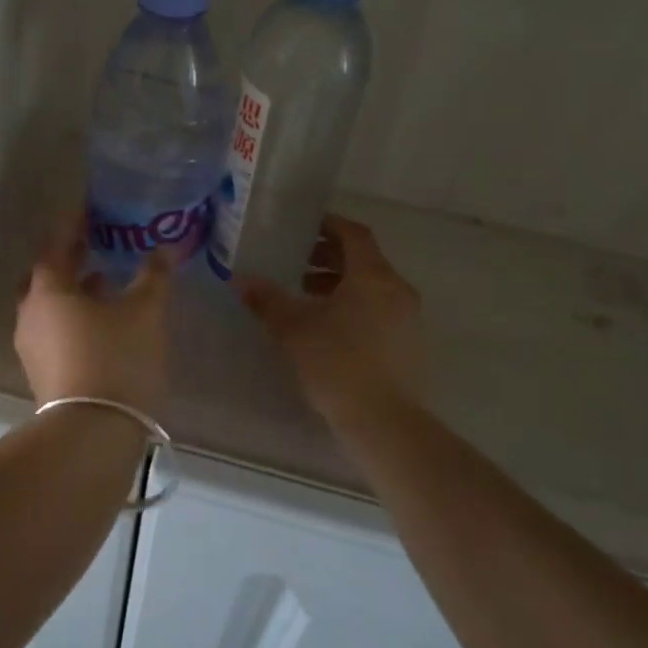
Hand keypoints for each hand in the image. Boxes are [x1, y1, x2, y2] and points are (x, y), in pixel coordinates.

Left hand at [14, 212, 171, 413]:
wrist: (92, 432)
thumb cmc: (117, 358)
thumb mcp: (144, 312)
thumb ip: (154, 276)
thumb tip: (165, 249)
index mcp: (48, 289)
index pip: (56, 244)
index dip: (74, 224)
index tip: (90, 210)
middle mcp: (30, 313)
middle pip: (45, 275)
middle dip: (69, 258)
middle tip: (94, 244)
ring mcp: (31, 345)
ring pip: (49, 304)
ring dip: (73, 289)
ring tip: (105, 280)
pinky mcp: (41, 371)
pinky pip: (54, 329)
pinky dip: (73, 316)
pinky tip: (102, 321)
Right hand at [233, 215, 424, 428]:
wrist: (384, 422)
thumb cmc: (337, 364)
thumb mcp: (293, 329)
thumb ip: (267, 300)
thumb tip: (240, 279)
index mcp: (373, 276)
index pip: (354, 234)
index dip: (329, 225)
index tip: (303, 226)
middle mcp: (396, 289)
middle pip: (363, 260)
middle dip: (329, 257)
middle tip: (296, 263)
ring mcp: (407, 318)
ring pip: (371, 286)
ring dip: (339, 283)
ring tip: (304, 295)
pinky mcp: (407, 344)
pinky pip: (378, 309)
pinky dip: (353, 305)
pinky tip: (325, 326)